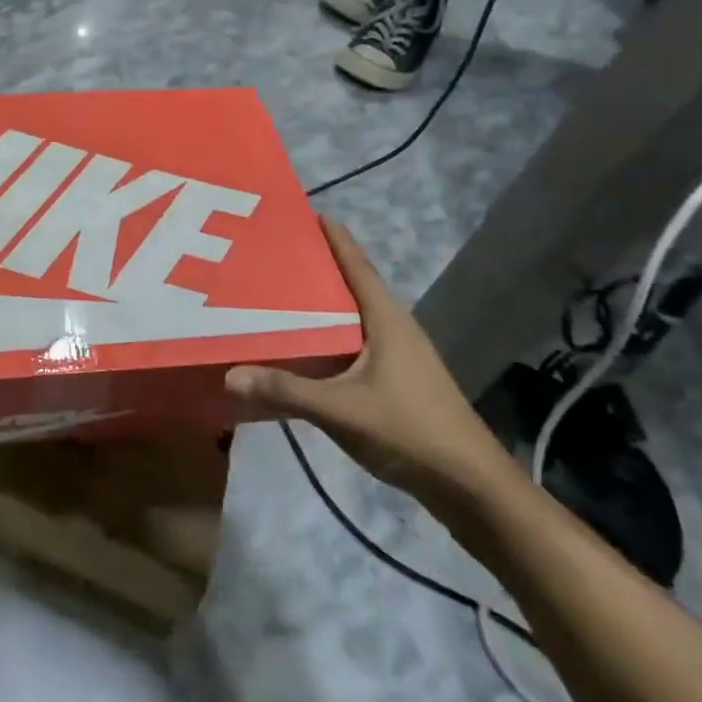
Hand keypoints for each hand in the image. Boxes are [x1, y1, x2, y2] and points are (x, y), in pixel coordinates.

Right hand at [225, 219, 516, 512]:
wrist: (473, 489)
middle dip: (314, 267)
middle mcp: (394, 329)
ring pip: (350, 318)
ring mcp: (398, 357)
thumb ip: (286, 390)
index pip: (356, 264)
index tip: (303, 211)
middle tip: (270, 253)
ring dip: (318, 304)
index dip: (333, 236)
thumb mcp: (343, 410)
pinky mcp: (396, 382)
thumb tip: (229, 373)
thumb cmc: (412, 432)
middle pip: (350, 286)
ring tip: (274, 294)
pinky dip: (324, 337)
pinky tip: (299, 348)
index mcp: (387, 320)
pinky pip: (351, 344)